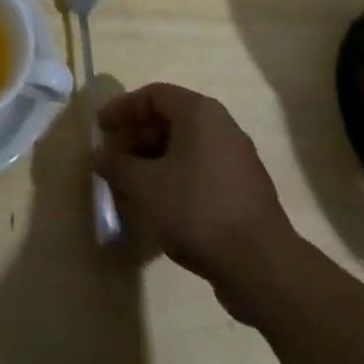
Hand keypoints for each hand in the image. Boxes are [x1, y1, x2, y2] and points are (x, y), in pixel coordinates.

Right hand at [96, 82, 300, 319]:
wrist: (262, 267)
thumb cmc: (196, 209)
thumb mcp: (144, 185)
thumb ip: (117, 165)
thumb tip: (101, 155)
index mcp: (200, 113)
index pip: (153, 96)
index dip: (122, 109)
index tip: (101, 129)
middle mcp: (222, 128)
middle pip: (170, 122)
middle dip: (136, 140)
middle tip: (113, 161)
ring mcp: (238, 161)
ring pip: (185, 151)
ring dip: (154, 164)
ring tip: (131, 188)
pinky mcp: (245, 194)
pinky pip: (201, 175)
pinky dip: (175, 182)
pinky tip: (159, 209)